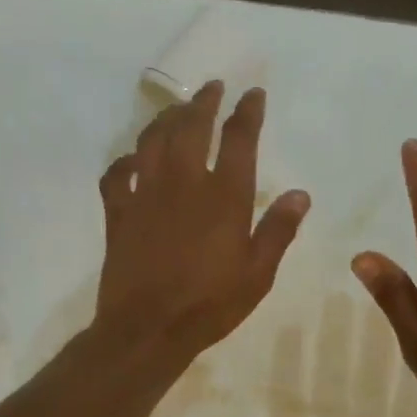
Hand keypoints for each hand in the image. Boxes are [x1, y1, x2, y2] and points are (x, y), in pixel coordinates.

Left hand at [95, 81, 309, 360]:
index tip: (252, 94)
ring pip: (152, 140)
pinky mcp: (119, 213)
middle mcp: (184, 183)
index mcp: (224, 196)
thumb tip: (300, 193)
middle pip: (191, 126)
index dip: (247, 111)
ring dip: (166, 119)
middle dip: (203, 101)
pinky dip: (124, 162)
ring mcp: (146, 194)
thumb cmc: (211, 305)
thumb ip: (278, 230)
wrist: (149, 329)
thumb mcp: (258, 274)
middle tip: (212, 87)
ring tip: (176, 110)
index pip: (239, 139)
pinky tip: (132, 160)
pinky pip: (117, 175)